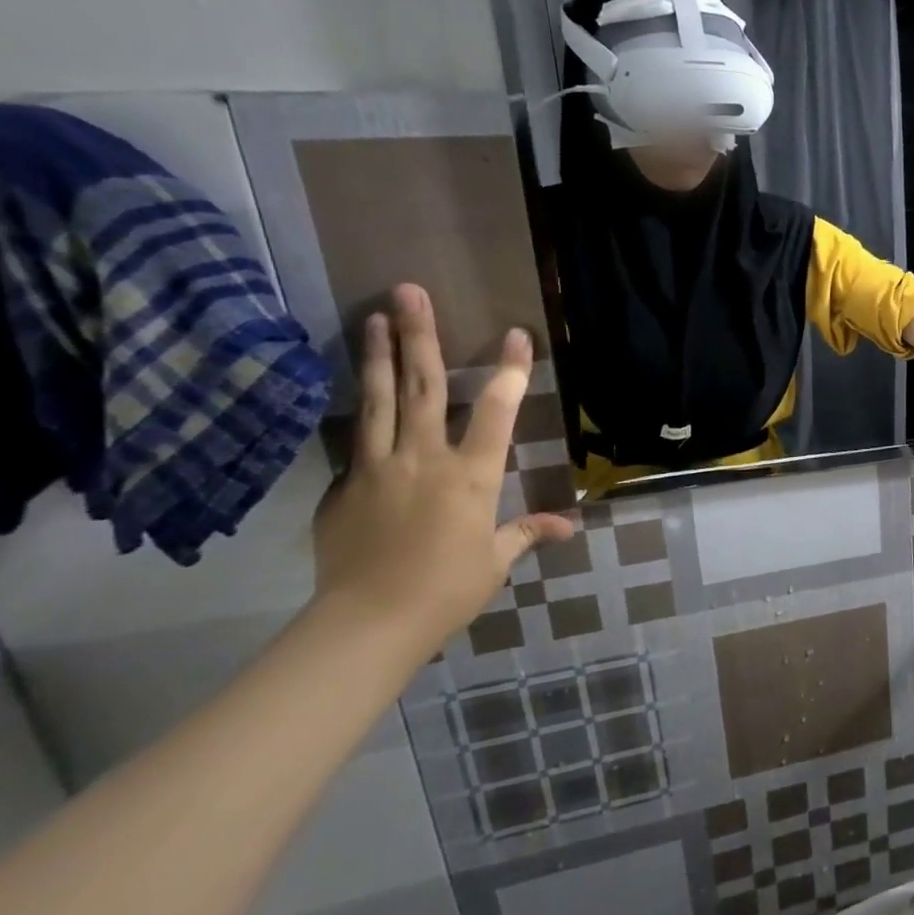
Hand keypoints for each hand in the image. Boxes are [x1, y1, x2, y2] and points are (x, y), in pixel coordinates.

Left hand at [311, 284, 574, 649]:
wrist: (367, 622)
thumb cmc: (446, 590)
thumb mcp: (494, 561)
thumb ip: (526, 532)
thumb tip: (569, 527)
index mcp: (470, 476)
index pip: (497, 412)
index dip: (511, 371)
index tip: (516, 334)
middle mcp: (423, 458)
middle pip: (422, 386)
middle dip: (419, 336)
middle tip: (408, 292)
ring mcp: (377, 468)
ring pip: (378, 400)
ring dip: (376, 355)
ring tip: (373, 316)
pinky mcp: (344, 486)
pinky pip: (356, 440)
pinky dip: (360, 410)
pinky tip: (357, 392)